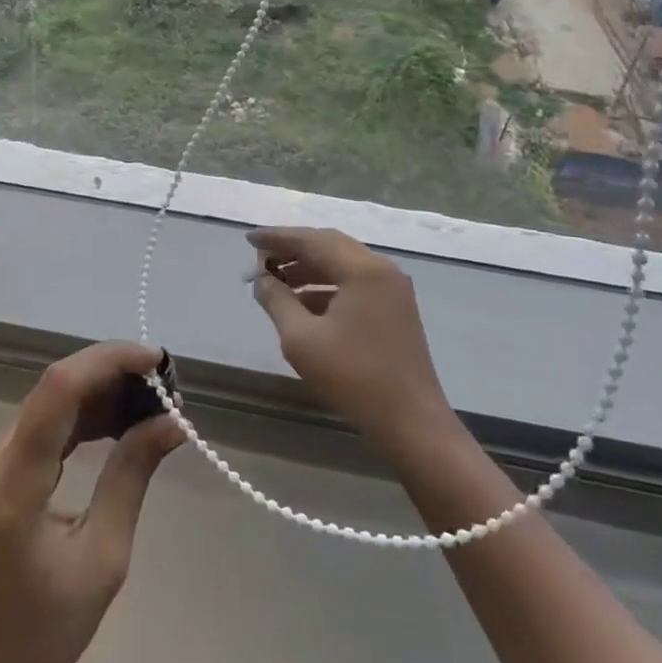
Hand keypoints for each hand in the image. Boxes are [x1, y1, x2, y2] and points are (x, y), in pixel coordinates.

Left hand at [0, 341, 181, 662]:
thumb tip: (170, 422)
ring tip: (152, 403)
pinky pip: (43, 427)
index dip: (110, 360)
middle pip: (56, 388)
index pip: (61, 387)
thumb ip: (131, 478)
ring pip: (50, 403)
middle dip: (113, 374)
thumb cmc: (40, 637)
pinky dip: (82, 419)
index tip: (159, 362)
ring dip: (100, 394)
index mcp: (13, 479)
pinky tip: (117, 425)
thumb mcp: (101, 560)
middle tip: (166, 387)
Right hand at [248, 227, 455, 457]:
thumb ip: (276, 301)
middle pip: (328, 246)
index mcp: (362, 269)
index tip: (249, 239)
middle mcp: (381, 269)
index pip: (311, 240)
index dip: (277, 238)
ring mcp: (392, 289)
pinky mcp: (395, 309)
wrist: (412, 424)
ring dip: (308, 268)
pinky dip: (326, 286)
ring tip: (275, 280)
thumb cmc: (354, 378)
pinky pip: (354, 283)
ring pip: (342, 264)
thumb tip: (260, 279)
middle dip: (292, 250)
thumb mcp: (301, 339)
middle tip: (260, 258)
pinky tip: (302, 302)